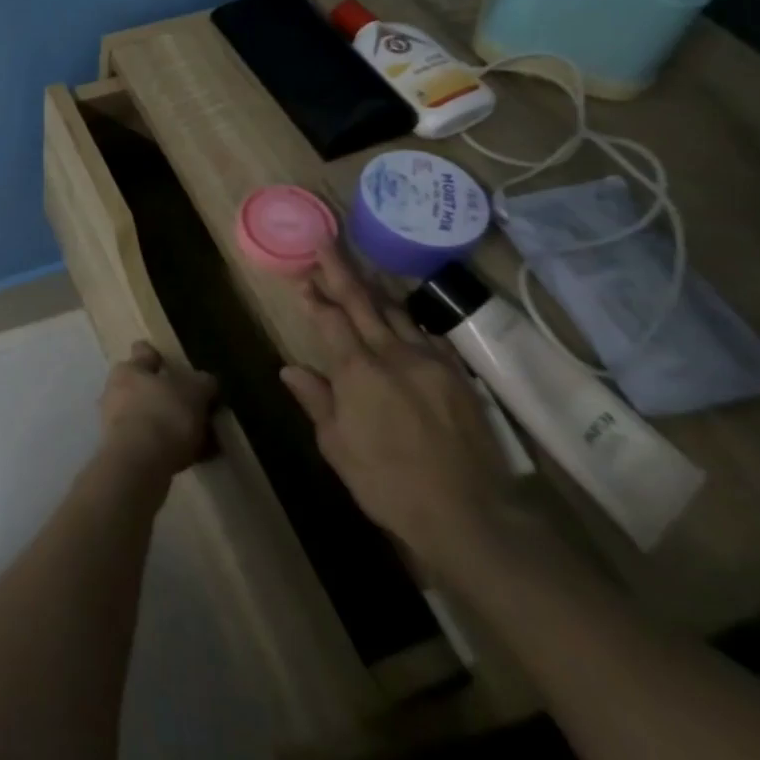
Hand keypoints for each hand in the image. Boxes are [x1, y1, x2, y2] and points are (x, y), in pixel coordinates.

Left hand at [97, 342, 216, 480]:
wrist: (137, 465)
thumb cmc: (164, 415)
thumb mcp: (194, 392)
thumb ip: (202, 383)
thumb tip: (206, 381)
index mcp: (129, 368)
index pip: (143, 352)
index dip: (158, 356)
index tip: (174, 365)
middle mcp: (115, 390)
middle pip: (143, 386)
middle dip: (164, 395)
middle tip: (193, 408)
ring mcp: (113, 422)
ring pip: (146, 416)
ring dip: (166, 424)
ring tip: (199, 439)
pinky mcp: (119, 451)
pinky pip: (148, 443)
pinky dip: (166, 448)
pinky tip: (190, 458)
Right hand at [279, 244, 515, 569]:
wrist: (470, 515)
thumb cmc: (389, 484)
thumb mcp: (338, 448)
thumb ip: (317, 402)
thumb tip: (289, 368)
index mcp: (357, 371)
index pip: (330, 319)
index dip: (314, 298)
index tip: (302, 280)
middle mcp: (393, 354)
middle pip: (362, 301)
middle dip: (340, 271)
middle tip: (326, 243)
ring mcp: (429, 361)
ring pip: (396, 312)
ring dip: (374, 289)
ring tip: (359, 271)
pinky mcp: (457, 375)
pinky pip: (428, 334)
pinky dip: (408, 319)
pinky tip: (402, 315)